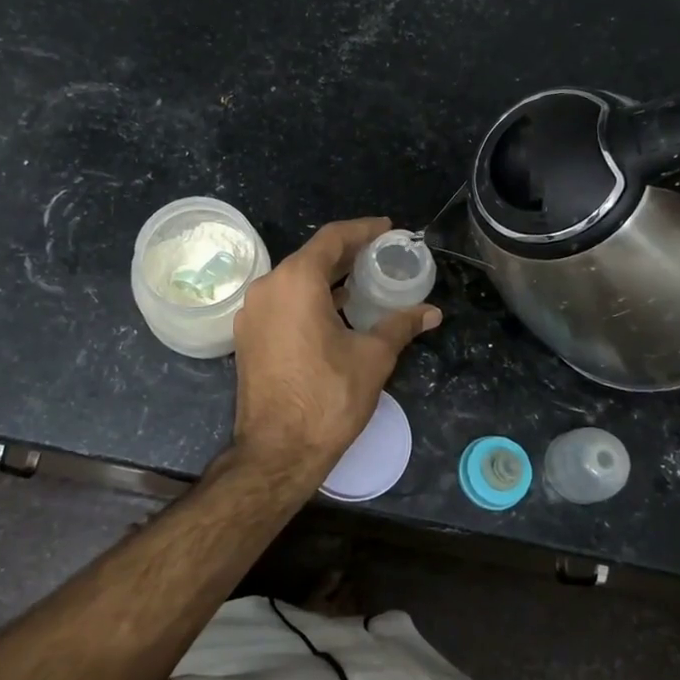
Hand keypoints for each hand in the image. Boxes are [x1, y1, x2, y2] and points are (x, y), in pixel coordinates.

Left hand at [230, 218, 440, 476]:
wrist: (277, 451)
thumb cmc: (328, 397)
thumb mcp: (373, 357)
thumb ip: (400, 325)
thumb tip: (431, 312)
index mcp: (296, 281)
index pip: (332, 238)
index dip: (363, 230)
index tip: (388, 229)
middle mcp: (268, 287)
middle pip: (311, 257)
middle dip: (347, 254)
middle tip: (381, 254)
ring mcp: (252, 313)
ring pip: (294, 280)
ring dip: (327, 278)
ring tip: (362, 281)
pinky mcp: (248, 336)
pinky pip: (282, 302)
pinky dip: (308, 299)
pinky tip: (335, 311)